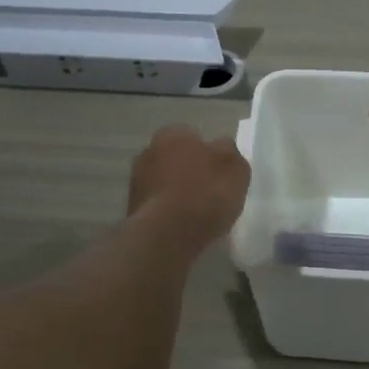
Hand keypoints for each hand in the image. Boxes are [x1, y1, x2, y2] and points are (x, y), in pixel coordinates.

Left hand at [128, 124, 250, 250]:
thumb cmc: (205, 193)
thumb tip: (222, 147)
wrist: (167, 234)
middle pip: (177, 159)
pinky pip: (159, 206)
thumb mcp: (235, 168)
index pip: (194, 136)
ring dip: (178, 193)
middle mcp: (148, 151)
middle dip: (191, 172)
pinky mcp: (132, 209)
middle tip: (211, 193)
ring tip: (199, 214)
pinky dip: (169, 213)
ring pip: (166, 183)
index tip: (221, 174)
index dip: (210, 155)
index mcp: (173, 134)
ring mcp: (136, 181)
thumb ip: (230, 152)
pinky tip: (184, 226)